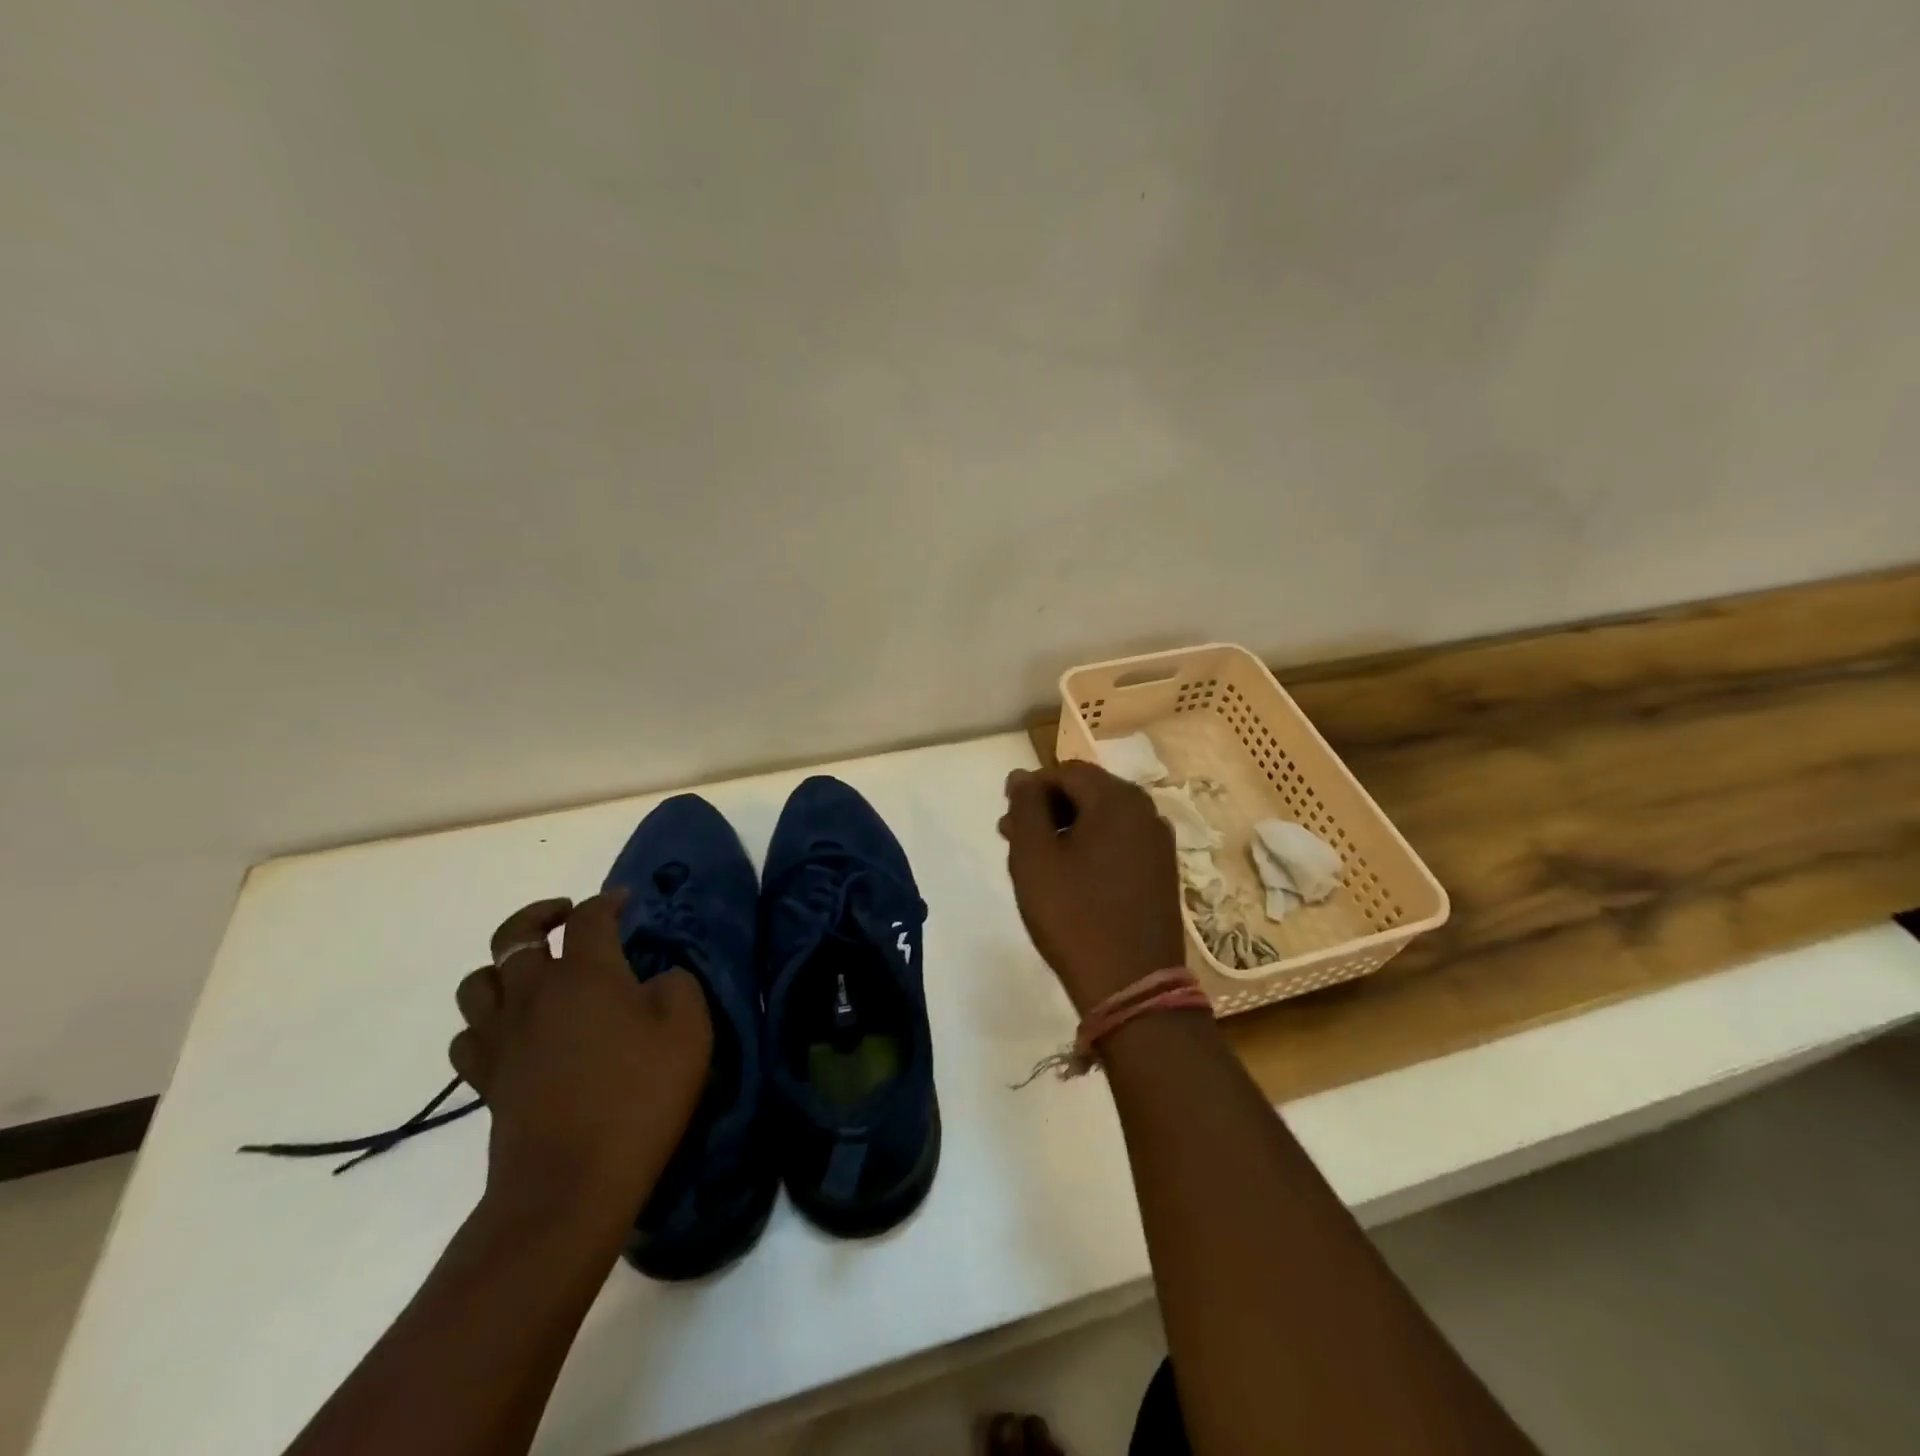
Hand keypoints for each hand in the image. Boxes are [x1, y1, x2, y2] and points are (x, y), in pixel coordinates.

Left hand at [451, 894, 711, 1214]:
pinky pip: (468, 1035)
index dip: (608, 900)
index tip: (626, 901)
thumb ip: (678, 986)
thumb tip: (656, 979)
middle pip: (515, 934)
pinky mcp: (485, 1079)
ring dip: (503, 966)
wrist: (571, 1185)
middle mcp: (535, 992)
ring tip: (534, 972)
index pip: (590, 917)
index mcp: (586, 973)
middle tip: (567, 917)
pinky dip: (486, 1021)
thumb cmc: (639, 1096)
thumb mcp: (689, 1030)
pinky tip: (512, 1030)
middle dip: (541, 916)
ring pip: (478, 981)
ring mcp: (503, 1036)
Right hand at [999, 761, 1187, 1013]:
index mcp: (1118, 799)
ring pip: (1103, 819)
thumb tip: (1022, 774)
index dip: (1031, 787)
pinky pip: (1120, 843)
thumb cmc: (1074, 914)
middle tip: (1012, 836)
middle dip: (1047, 808)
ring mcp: (1159, 844)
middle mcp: (1146, 812)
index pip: (1066, 772)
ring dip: (1067, 828)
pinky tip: (1070, 875)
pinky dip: (1091, 847)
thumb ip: (1025, 807)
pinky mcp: (1162, 872)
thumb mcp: (1034, 857)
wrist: (1132, 985)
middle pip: (1088, 792)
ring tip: (1036, 858)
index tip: (1006, 815)